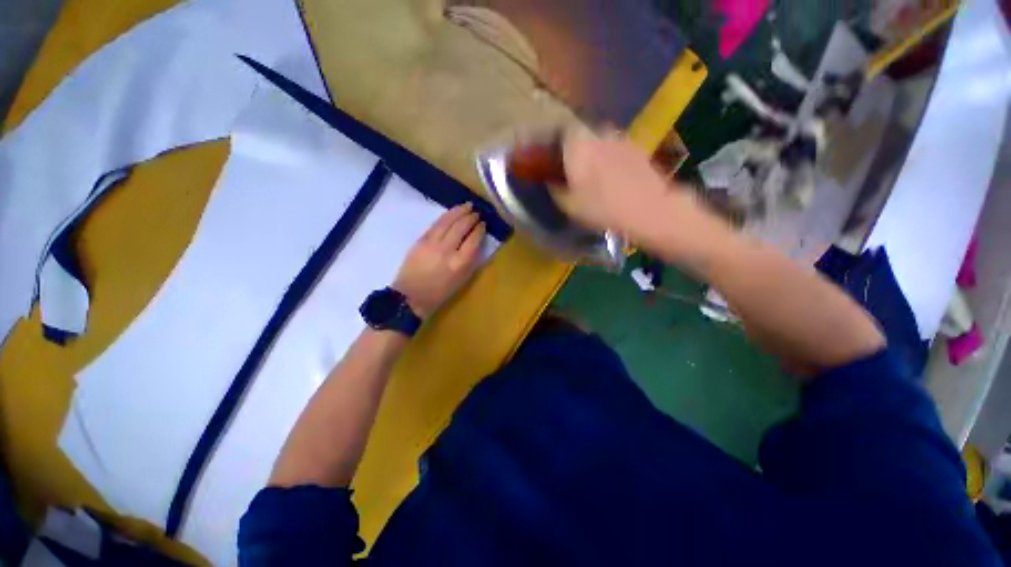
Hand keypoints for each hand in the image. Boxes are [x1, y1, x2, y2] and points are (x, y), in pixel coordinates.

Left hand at [393, 203, 485, 317]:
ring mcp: (432, 243)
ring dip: (459, 211)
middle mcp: (447, 250)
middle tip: (477, 213)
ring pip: (448, 221)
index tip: (483, 224)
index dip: (479, 229)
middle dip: (471, 217)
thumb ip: (471, 261)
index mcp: (460, 263)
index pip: (473, 240)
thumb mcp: (461, 280)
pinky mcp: (421, 240)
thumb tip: (476, 244)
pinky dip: (446, 216)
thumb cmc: (439, 293)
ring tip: (467, 206)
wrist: (410, 296)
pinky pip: (436, 224)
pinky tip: (452, 212)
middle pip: (461, 227)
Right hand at [559, 129, 727, 263]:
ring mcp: (621, 139)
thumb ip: (556, 189)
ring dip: (595, 152)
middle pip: (583, 134)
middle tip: (574, 169)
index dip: (557, 144)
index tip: (555, 158)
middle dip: (576, 148)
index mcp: (578, 146)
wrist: (648, 209)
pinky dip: (612, 158)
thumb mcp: (570, 206)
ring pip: (601, 140)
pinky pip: (617, 148)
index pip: (563, 132)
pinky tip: (615, 177)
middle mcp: (599, 135)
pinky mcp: (638, 149)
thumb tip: (552, 182)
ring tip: (595, 174)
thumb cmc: (602, 208)